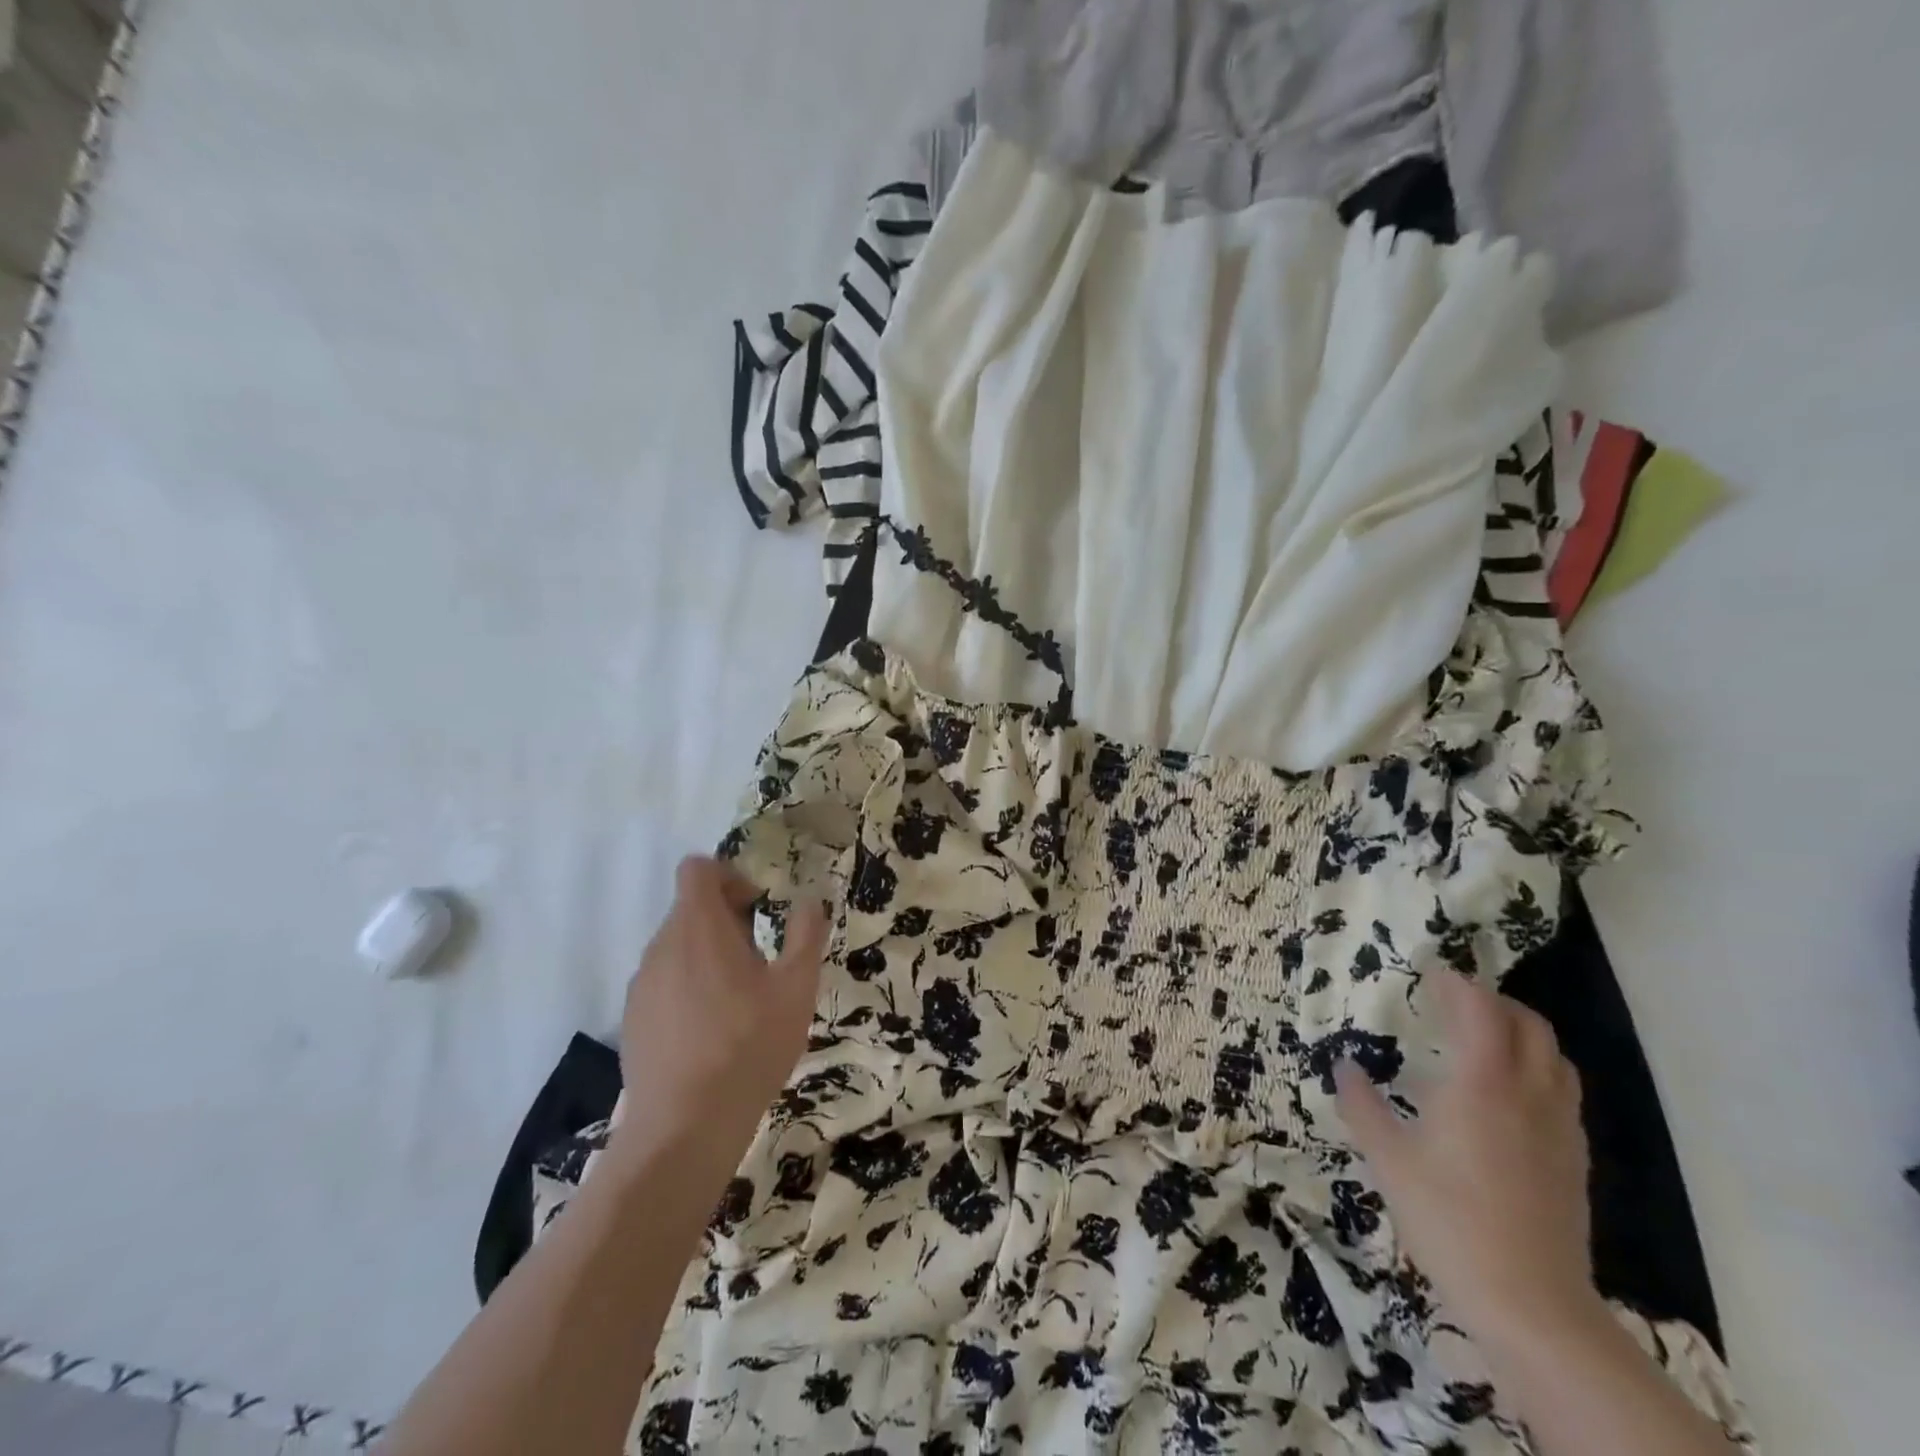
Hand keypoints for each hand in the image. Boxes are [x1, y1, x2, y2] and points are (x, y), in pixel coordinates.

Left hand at [608, 857, 827, 1169]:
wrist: (684, 1128)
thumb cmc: (748, 1046)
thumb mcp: (797, 988)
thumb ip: (806, 934)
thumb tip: (810, 901)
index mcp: (698, 927)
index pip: (697, 869)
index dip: (729, 876)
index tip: (757, 908)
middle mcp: (661, 946)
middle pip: (690, 909)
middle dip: (727, 920)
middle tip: (760, 958)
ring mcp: (641, 985)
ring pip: (677, 947)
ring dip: (709, 955)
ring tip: (739, 999)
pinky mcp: (633, 1019)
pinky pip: (664, 982)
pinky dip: (689, 987)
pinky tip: (712, 1031)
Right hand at [1336, 968, 1599, 1354]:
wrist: (1532, 1305)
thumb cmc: (1449, 1220)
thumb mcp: (1388, 1159)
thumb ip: (1362, 1105)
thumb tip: (1344, 1066)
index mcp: (1482, 1084)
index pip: (1480, 1010)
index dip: (1457, 984)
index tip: (1430, 973)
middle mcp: (1529, 1094)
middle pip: (1529, 1025)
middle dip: (1493, 1002)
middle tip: (1454, 1002)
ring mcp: (1559, 1128)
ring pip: (1555, 1058)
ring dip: (1521, 1034)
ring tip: (1483, 1040)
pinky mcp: (1574, 1160)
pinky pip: (1562, 1093)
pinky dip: (1536, 1070)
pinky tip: (1506, 1096)